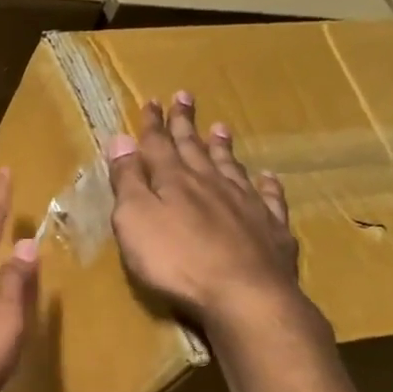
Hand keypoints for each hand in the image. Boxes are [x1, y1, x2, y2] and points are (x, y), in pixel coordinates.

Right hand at [108, 92, 300, 326]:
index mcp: (174, 181)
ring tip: (221, 128)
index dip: (153, 124)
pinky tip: (268, 177)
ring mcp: (246, 204)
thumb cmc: (176, 260)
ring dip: (222, 147)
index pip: (158, 145)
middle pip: (195, 148)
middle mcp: (211, 184)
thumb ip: (128, 180)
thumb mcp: (135, 220)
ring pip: (231, 167)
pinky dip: (266, 185)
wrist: (244, 294)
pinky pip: (269, 198)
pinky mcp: (271, 228)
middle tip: (185, 97)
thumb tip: (120, 138)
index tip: (152, 101)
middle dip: (186, 124)